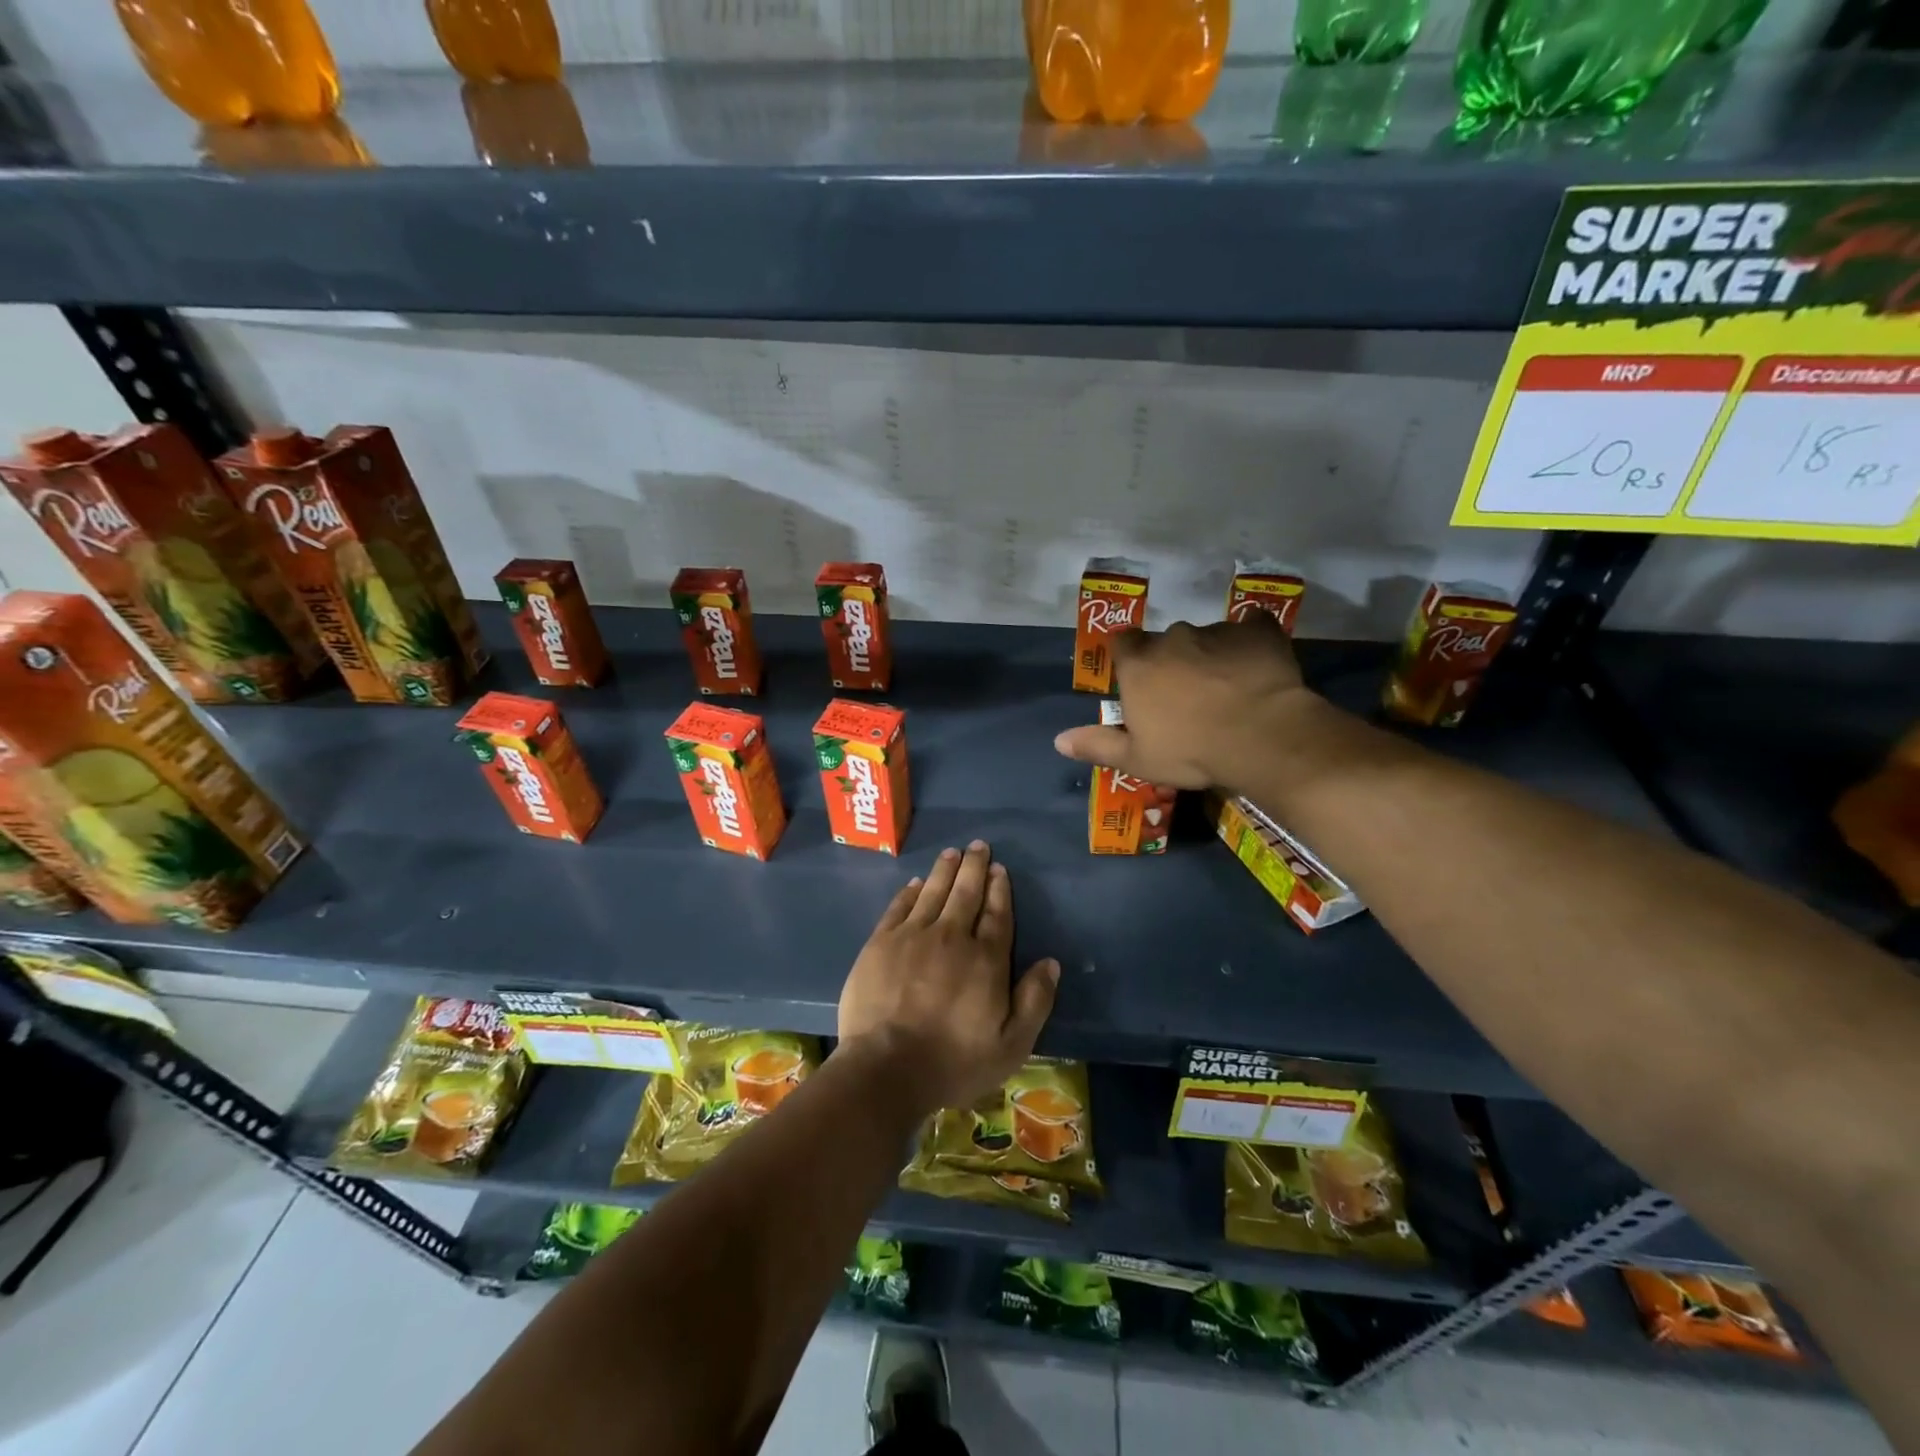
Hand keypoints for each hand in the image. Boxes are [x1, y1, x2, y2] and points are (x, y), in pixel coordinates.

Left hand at [837, 841, 1059, 1113]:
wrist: (885, 1068)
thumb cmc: (953, 1062)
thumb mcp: (1011, 1046)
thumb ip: (1034, 1001)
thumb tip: (1051, 963)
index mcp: (985, 960)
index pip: (997, 915)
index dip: (999, 890)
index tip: (1000, 870)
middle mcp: (951, 937)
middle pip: (966, 893)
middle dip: (974, 867)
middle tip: (978, 846)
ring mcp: (912, 936)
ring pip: (933, 892)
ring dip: (945, 870)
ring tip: (952, 852)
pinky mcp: (880, 943)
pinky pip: (899, 907)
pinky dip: (910, 891)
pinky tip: (916, 883)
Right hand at [1052, 617, 1322, 790]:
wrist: (1262, 738)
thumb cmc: (1191, 751)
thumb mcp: (1138, 759)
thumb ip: (1098, 745)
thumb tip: (1058, 740)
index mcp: (1139, 664)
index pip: (1122, 642)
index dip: (1130, 658)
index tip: (1141, 680)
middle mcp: (1173, 638)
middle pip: (1165, 641)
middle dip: (1173, 660)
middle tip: (1188, 693)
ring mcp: (1217, 631)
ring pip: (1207, 637)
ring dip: (1211, 655)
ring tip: (1228, 686)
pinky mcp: (1258, 631)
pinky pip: (1251, 629)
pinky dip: (1250, 643)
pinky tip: (1258, 665)